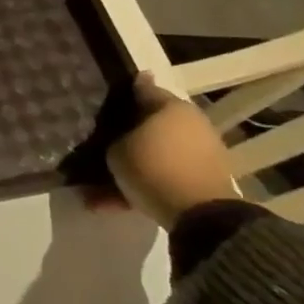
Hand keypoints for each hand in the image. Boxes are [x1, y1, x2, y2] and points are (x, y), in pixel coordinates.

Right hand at [105, 72, 239, 229]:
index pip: (142, 89)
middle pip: (150, 123)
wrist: (201, 215)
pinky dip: (142, 186)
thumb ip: (114, 137)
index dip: (122, 91)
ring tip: (99, 183)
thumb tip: (117, 131)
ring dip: (131, 165)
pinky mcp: (204, 180)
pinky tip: (111, 203)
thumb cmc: (153, 168)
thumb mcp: (117, 150)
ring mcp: (202, 152)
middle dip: (126, 133)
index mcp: (172, 106)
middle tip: (100, 140)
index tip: (103, 95)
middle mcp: (191, 123)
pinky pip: (165, 176)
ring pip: (156, 153)